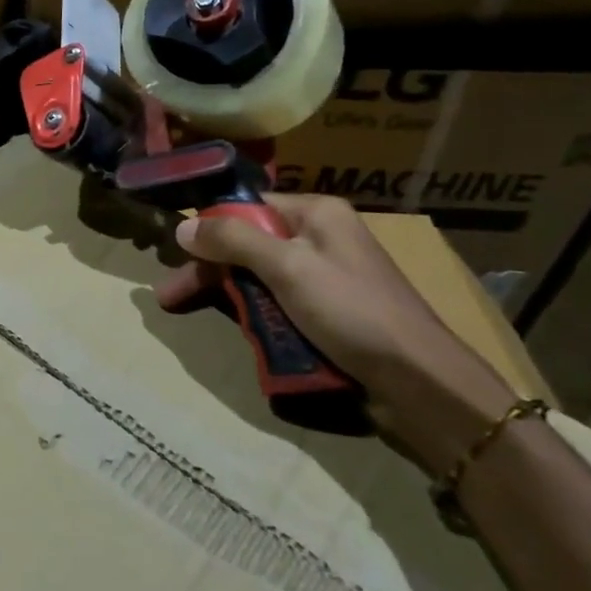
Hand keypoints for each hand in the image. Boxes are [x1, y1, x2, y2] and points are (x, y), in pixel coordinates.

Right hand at [156, 194, 517, 473]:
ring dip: (227, 294)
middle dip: (208, 269)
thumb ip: (232, 241)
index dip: (209, 227)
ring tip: (190, 313)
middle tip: (169, 296)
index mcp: (316, 214)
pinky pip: (278, 304)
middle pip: (247, 244)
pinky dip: (255, 314)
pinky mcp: (328, 314)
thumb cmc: (353, 312)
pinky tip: (238, 329)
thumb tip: (182, 225)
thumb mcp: (287, 269)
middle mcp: (320, 238)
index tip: (176, 252)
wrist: (421, 384)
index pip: (247, 206)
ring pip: (259, 277)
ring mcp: (325, 278)